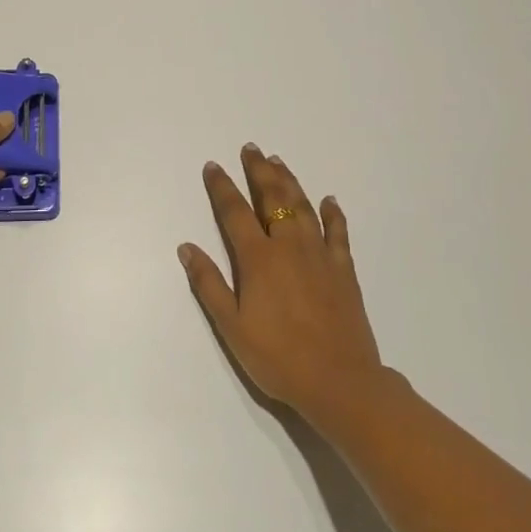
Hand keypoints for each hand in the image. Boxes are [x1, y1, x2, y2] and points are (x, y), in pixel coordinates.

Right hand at [179, 144, 385, 425]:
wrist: (340, 382)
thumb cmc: (278, 357)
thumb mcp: (231, 326)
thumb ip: (209, 284)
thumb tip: (186, 247)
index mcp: (259, 258)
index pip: (235, 212)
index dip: (222, 187)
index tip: (213, 166)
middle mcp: (289, 246)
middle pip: (272, 198)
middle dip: (259, 171)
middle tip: (252, 149)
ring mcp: (320, 255)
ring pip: (303, 207)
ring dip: (289, 181)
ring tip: (278, 162)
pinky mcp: (344, 270)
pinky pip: (338, 232)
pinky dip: (333, 213)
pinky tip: (329, 200)